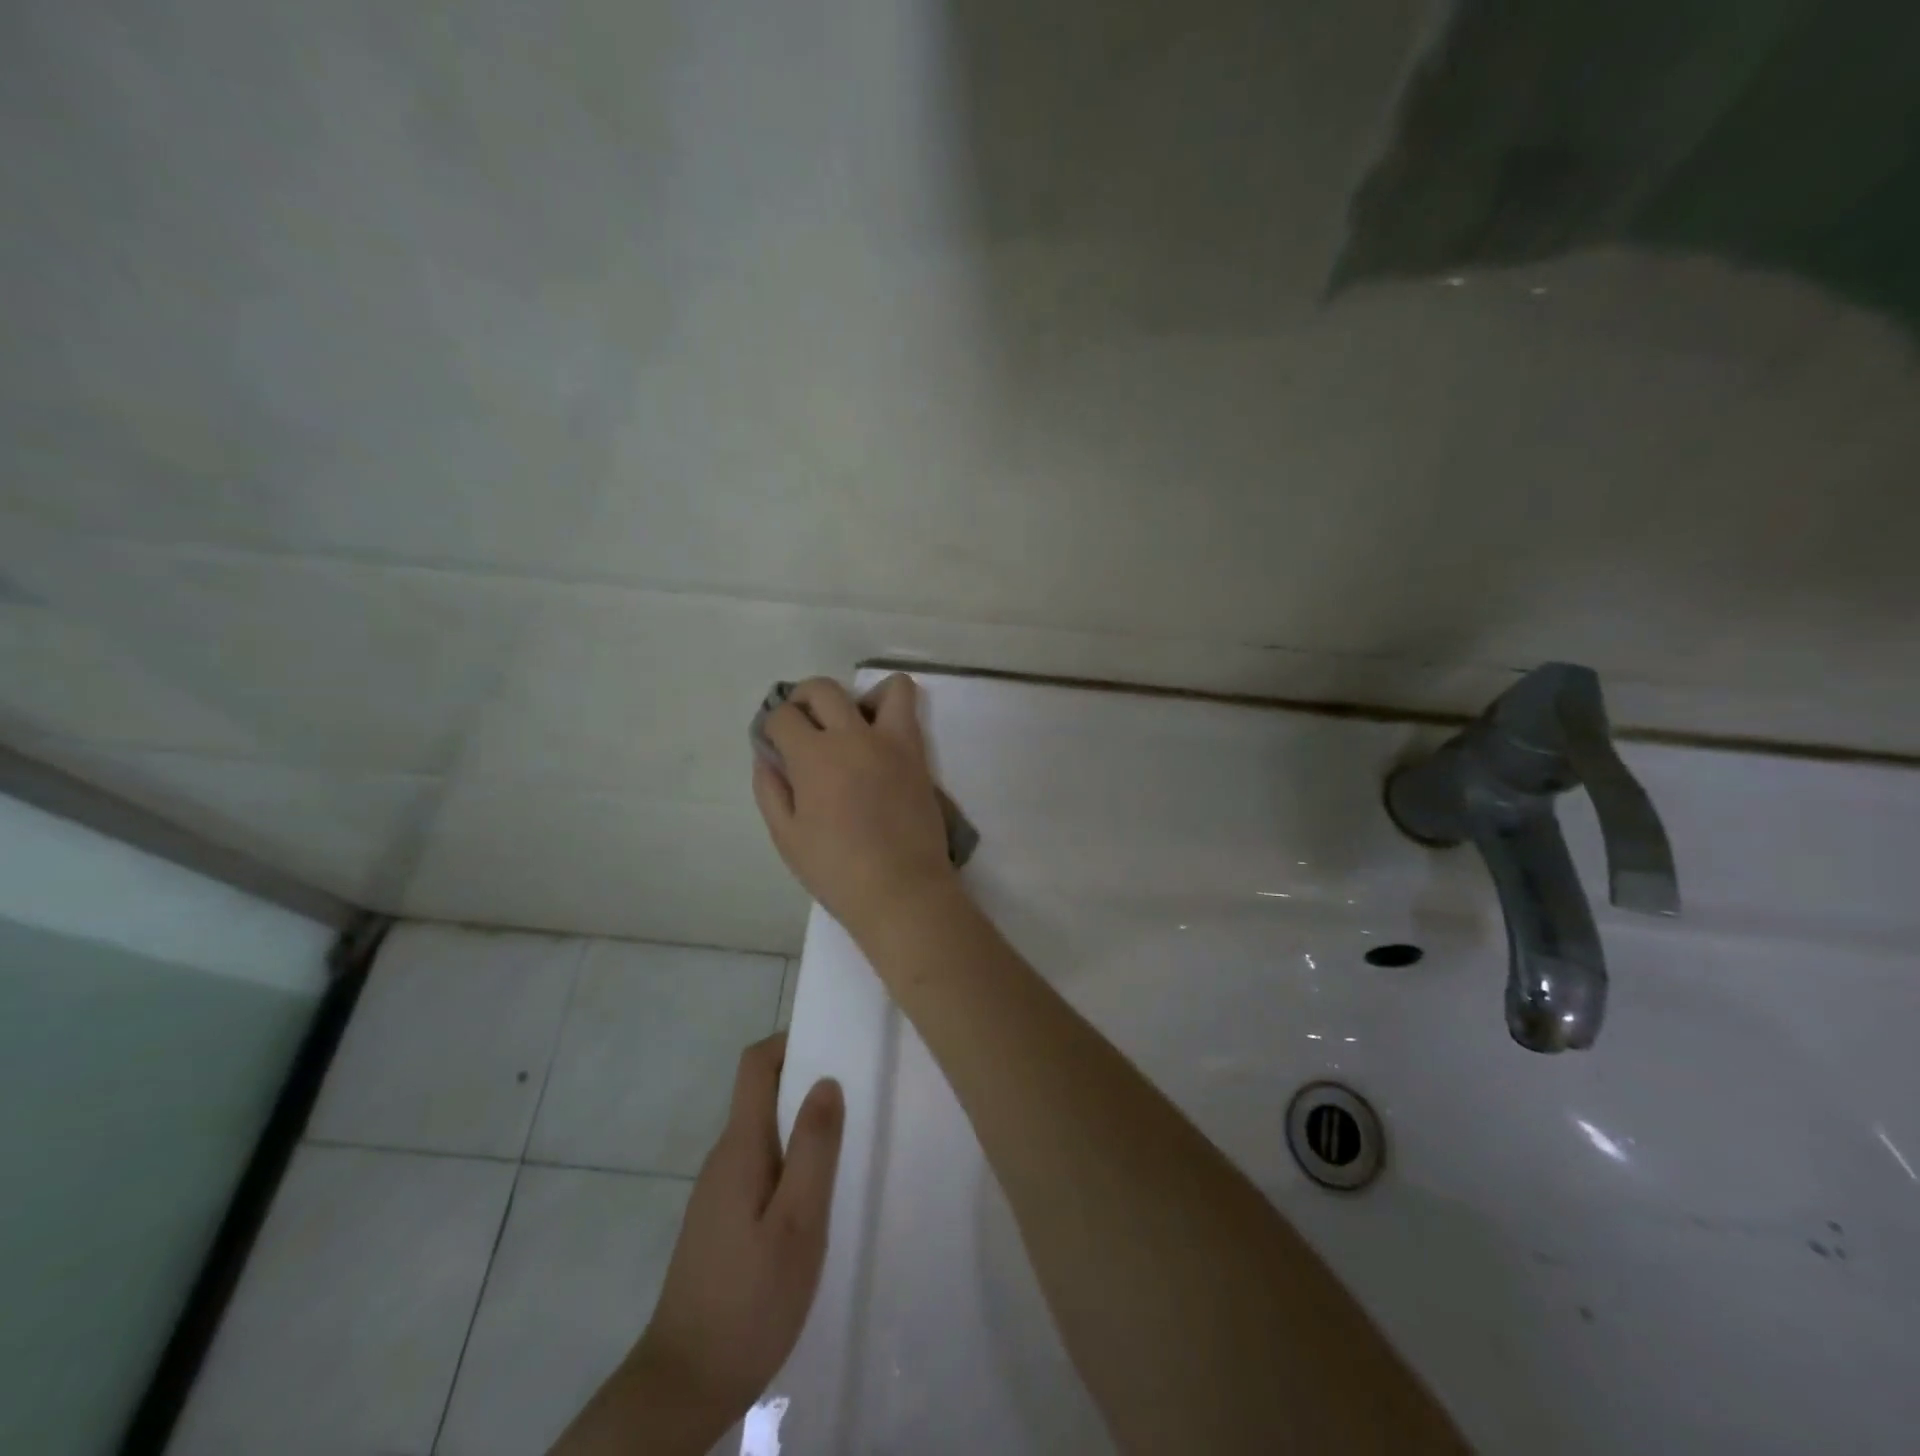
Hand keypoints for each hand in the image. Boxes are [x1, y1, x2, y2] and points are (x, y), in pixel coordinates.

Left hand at [632, 1034, 844, 1424]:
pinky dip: (791, 1163)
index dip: (790, 1041)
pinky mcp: (722, 1222)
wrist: (684, 1387)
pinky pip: (761, 1167)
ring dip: (802, 1128)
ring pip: (764, 1134)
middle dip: (806, 1084)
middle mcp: (724, 1157)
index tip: (833, 1045)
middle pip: (762, 1094)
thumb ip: (813, 1148)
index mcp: (740, 1146)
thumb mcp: (798, 1223)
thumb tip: (826, 1080)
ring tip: (848, 1149)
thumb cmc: (749, 1300)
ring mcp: (719, 1191)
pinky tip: (817, 1201)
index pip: (755, 1064)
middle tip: (857, 1099)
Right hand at [752, 674, 957, 941]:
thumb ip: (770, 789)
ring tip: (848, 726)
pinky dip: (890, 709)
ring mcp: (891, 741)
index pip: (783, 715)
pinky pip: (908, 710)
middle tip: (800, 726)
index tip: (774, 744)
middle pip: (822, 689)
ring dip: (857, 696)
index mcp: (814, 756)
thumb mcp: (786, 836)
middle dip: (801, 699)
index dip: (772, 727)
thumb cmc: (836, 870)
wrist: (902, 889)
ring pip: (881, 687)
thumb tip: (766, 756)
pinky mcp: (917, 753)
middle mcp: (853, 736)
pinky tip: (877, 740)